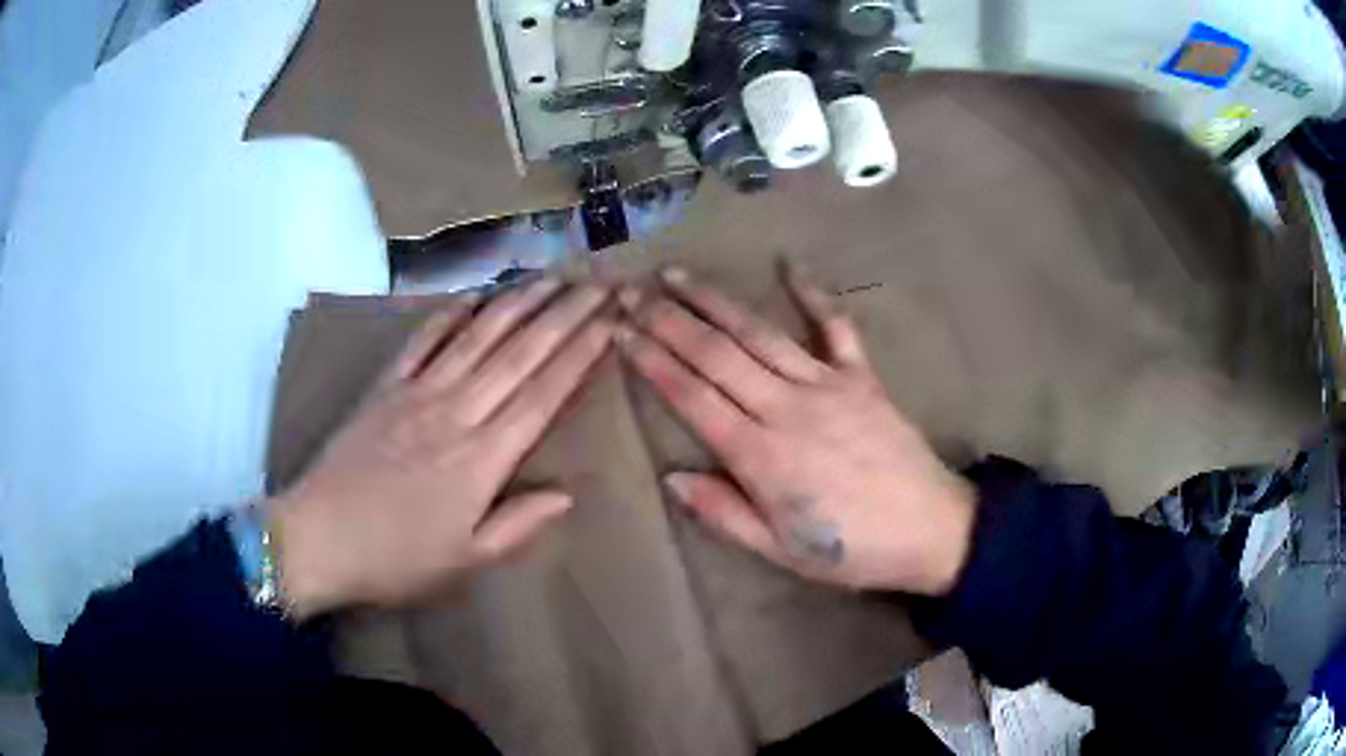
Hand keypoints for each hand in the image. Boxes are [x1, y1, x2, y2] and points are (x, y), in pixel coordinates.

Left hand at [267, 279, 613, 616]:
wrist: (318, 538)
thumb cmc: (395, 559)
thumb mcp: (464, 562)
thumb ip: (517, 526)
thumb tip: (566, 495)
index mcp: (481, 459)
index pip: (543, 395)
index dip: (581, 355)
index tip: (610, 321)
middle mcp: (455, 413)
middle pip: (519, 354)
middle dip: (564, 315)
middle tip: (599, 284)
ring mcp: (416, 394)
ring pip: (477, 337)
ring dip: (518, 303)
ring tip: (553, 277)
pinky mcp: (384, 389)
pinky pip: (422, 341)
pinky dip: (449, 314)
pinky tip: (473, 295)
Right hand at [618, 265, 974, 595]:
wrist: (931, 530)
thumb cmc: (851, 550)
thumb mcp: (780, 551)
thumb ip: (724, 513)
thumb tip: (672, 477)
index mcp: (761, 456)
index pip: (692, 397)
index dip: (652, 362)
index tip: (621, 333)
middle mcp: (787, 408)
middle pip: (717, 355)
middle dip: (668, 320)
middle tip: (631, 292)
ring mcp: (828, 386)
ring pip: (759, 334)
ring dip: (715, 302)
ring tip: (678, 276)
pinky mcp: (863, 378)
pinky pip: (836, 327)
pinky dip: (814, 294)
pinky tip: (789, 266)